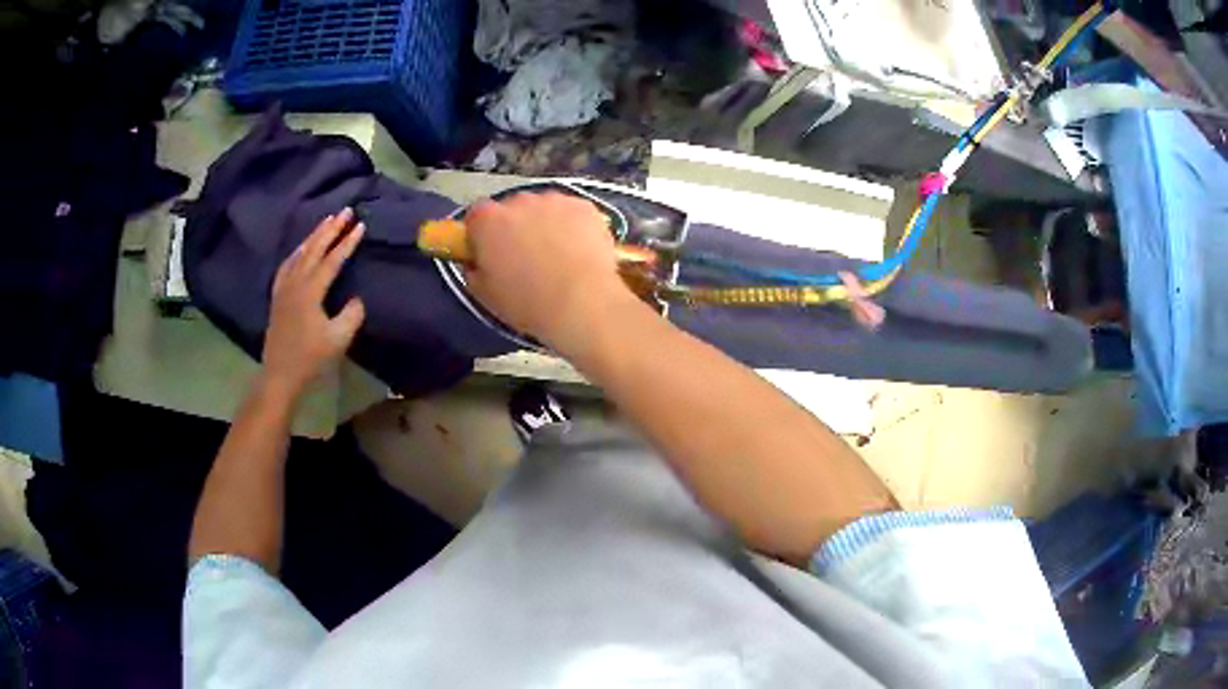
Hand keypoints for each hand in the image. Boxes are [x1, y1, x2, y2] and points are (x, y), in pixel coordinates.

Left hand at [262, 208, 365, 395]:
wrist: (280, 374)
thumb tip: (356, 298)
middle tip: (344, 211)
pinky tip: (301, 249)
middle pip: (313, 249)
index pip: (332, 260)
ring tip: (326, 222)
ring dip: (313, 236)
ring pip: (299, 254)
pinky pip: (287, 265)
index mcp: (310, 291)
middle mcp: (295, 283)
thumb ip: (351, 315)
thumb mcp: (338, 339)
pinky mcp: (277, 296)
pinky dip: (297, 252)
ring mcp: (283, 288)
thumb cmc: (310, 358)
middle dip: (330, 229)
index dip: (347, 242)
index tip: (361, 225)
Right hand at [465, 192, 639, 353]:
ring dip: (545, 225)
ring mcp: (554, 200)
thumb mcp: (485, 295)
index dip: (481, 234)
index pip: (476, 216)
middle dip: (515, 227)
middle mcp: (519, 201)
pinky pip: (572, 213)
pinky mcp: (585, 207)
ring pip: (544, 209)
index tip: (489, 252)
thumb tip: (476, 262)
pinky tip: (580, 252)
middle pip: (512, 209)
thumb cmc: (527, 304)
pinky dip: (573, 227)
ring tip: (558, 256)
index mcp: (488, 221)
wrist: (582, 304)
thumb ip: (473, 270)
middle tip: (525, 258)